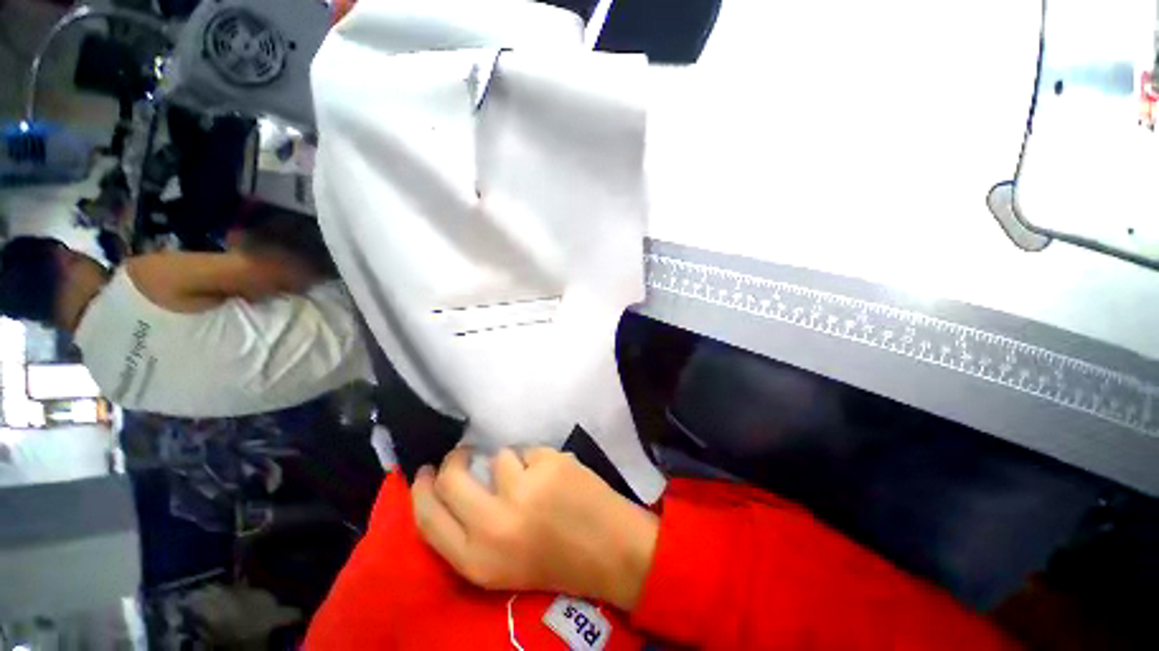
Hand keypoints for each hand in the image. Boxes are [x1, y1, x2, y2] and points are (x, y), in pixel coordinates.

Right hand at [412, 447, 658, 611]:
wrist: (609, 551)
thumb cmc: (554, 561)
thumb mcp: (499, 566)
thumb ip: (470, 532)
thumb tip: (449, 487)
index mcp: (478, 560)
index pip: (427, 519)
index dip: (421, 491)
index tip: (423, 472)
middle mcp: (494, 525)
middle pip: (452, 477)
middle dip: (454, 460)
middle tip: (462, 453)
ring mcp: (524, 489)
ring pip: (500, 455)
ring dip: (514, 463)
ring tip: (535, 481)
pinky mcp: (549, 464)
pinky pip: (530, 449)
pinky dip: (539, 459)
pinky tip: (556, 476)